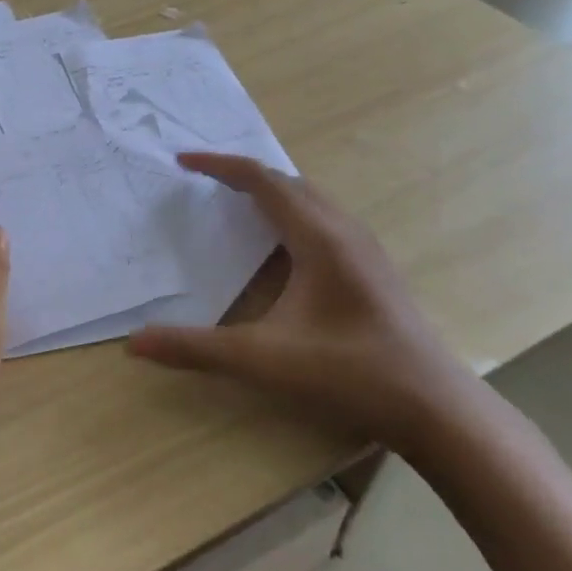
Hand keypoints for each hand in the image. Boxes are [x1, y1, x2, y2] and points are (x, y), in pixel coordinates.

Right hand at [128, 153, 481, 455]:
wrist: (436, 409)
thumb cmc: (349, 373)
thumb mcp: (262, 361)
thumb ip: (195, 349)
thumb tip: (134, 343)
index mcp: (318, 238)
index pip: (262, 181)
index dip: (220, 166)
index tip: (183, 161)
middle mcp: (343, 231)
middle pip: (287, 182)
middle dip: (242, 174)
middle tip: (203, 181)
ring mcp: (364, 249)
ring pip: (311, 200)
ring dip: (270, 192)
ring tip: (235, 203)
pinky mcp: (373, 269)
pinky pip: (324, 219)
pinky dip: (291, 213)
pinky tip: (280, 246)